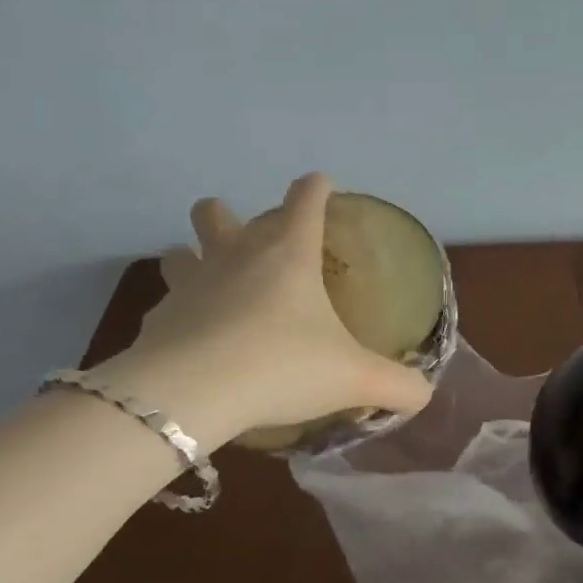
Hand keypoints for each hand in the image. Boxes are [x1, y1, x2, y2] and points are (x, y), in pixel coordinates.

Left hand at [94, 174, 434, 447]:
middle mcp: (234, 256)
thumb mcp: (354, 379)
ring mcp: (189, 284)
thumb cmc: (282, 366)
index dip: (316, 188)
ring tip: (213, 286)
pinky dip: (180, 315)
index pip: (304, 199)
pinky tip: (194, 342)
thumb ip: (397, 385)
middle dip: (231, 216)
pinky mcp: (157, 319)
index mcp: (287, 254)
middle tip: (252, 248)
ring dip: (193, 258)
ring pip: (179, 250)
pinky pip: (166, 305)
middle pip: (217, 211)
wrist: (192, 395)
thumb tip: (425, 393)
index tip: (321, 186)